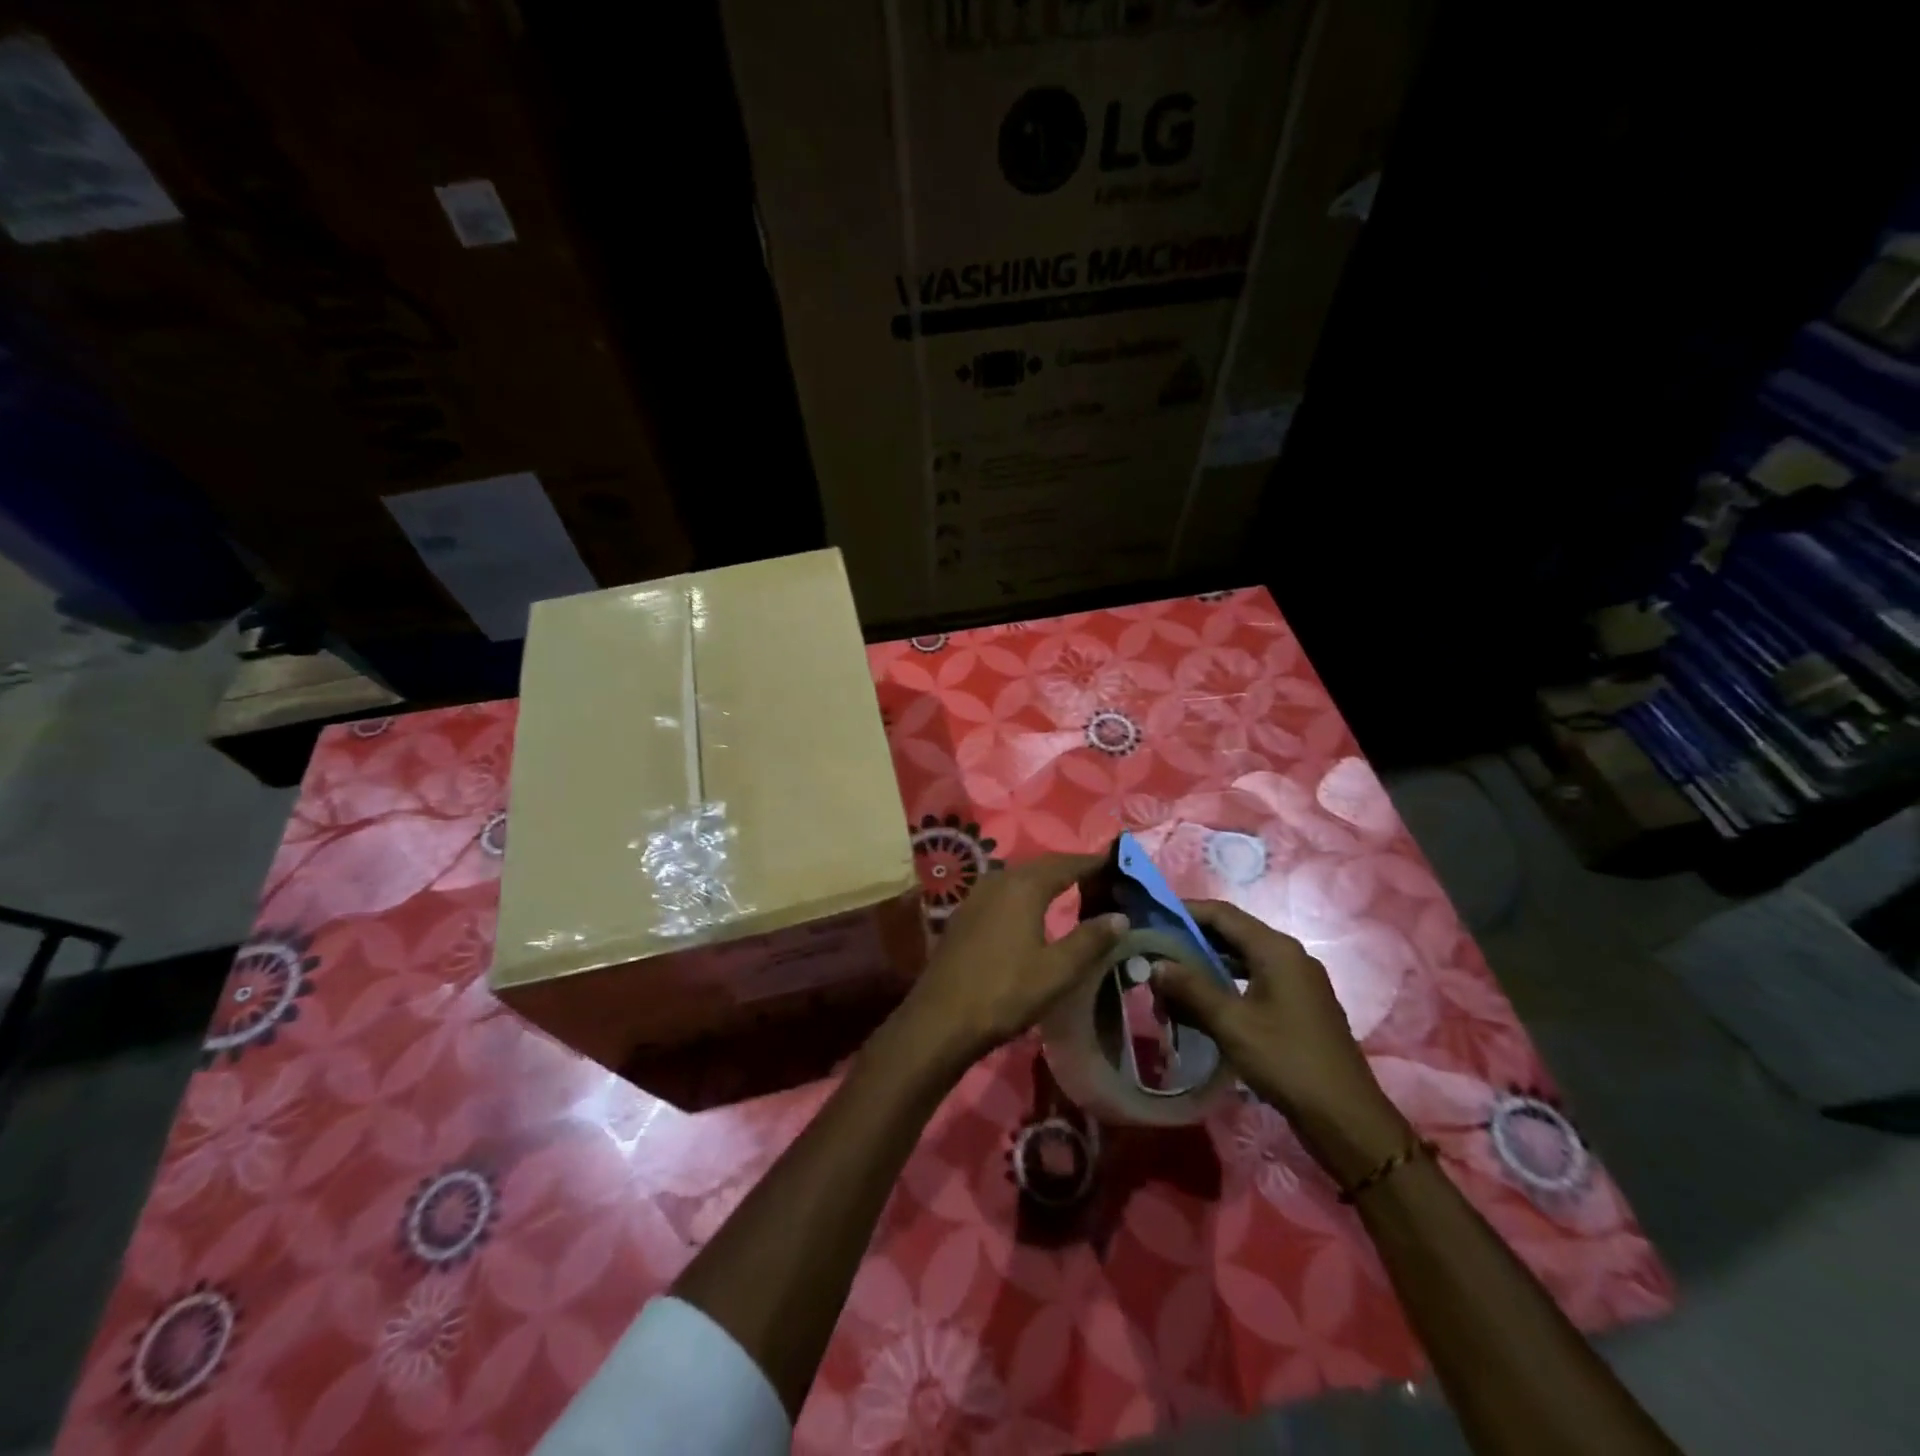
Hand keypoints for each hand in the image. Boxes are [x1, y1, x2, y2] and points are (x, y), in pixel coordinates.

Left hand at [891, 852, 1128, 1070]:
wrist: (941, 1018)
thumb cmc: (1005, 991)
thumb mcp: (1057, 971)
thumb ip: (1090, 940)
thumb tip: (1119, 916)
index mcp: (1024, 886)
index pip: (1067, 863)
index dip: (1093, 862)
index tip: (1118, 862)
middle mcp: (998, 880)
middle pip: (1042, 866)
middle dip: (1071, 869)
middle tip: (1100, 879)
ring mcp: (976, 895)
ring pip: (1019, 878)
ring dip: (1046, 881)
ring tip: (1072, 893)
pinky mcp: (964, 914)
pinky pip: (1003, 892)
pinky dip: (1025, 895)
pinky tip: (1032, 912)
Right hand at [1152, 900, 1410, 1184]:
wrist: (1346, 1118)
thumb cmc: (1287, 1061)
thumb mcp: (1232, 1024)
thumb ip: (1191, 989)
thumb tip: (1155, 965)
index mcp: (1276, 949)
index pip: (1222, 914)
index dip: (1185, 911)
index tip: (1151, 916)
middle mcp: (1288, 956)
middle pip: (1231, 934)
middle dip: (1191, 941)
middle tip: (1154, 950)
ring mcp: (1296, 982)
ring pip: (1240, 959)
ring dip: (1205, 966)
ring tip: (1170, 979)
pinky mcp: (1297, 1006)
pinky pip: (1252, 981)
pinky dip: (1224, 984)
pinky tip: (1201, 1004)